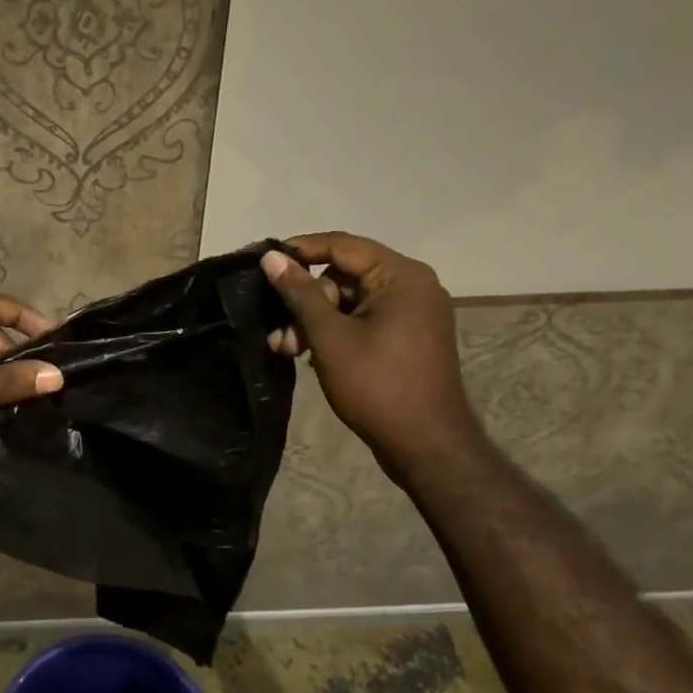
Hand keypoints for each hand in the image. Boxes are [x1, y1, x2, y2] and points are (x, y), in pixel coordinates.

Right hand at [260, 233, 483, 471]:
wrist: (427, 447)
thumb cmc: (376, 386)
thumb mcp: (329, 336)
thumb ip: (299, 292)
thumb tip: (272, 256)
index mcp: (401, 276)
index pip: (341, 245)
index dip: (300, 250)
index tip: (265, 264)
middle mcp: (412, 285)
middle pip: (343, 275)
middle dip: (305, 300)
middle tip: (279, 329)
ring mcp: (413, 312)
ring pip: (349, 300)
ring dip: (315, 320)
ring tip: (287, 348)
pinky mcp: (408, 335)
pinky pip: (364, 318)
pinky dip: (336, 330)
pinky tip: (309, 353)